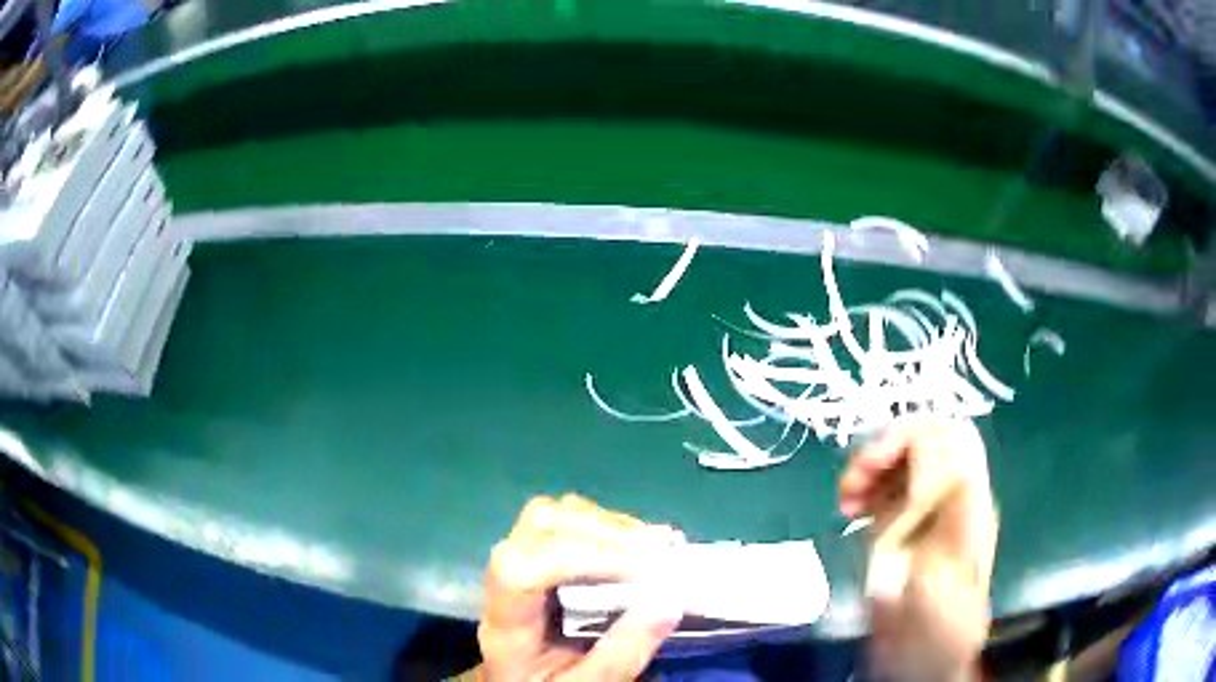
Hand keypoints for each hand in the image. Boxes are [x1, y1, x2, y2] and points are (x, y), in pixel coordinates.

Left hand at [477, 494, 683, 681]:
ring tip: (652, 544)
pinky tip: (637, 544)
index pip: (518, 571)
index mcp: (506, 624)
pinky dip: (605, 527)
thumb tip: (668, 602)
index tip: (641, 569)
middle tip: (657, 549)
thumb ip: (622, 653)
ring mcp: (518, 564)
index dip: (578, 558)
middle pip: (534, 528)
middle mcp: (503, 583)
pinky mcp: (537, 557)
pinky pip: (565, 522)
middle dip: (601, 531)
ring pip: (549, 516)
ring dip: (605, 525)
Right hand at [839, 417, 997, 681]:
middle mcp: (944, 497)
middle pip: (922, 439)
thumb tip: (947, 471)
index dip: (913, 435)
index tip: (877, 462)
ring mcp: (919, 511)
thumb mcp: (948, 574)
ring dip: (869, 465)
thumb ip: (951, 521)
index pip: (949, 436)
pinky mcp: (896, 527)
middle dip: (886, 446)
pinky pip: (880, 488)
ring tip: (846, 494)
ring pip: (898, 460)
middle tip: (857, 476)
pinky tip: (847, 506)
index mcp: (966, 499)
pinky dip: (860, 486)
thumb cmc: (938, 620)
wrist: (920, 656)